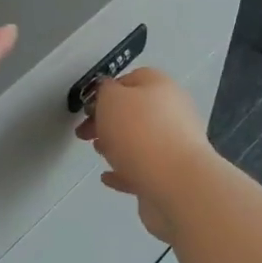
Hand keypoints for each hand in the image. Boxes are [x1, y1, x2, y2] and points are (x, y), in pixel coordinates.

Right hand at [77, 68, 216, 242]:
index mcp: (160, 86)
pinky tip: (108, 177)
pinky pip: (143, 169)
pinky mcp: (172, 175)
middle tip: (85, 133)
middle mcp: (172, 112)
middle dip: (108, 121)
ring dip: (117, 144)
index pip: (131, 80)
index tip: (87, 108)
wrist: (176, 183)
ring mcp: (175, 145)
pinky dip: (125, 171)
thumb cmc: (139, 132)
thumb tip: (108, 93)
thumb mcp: (111, 98)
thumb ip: (105, 91)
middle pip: (135, 112)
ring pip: (140, 140)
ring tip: (98, 152)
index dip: (106, 91)